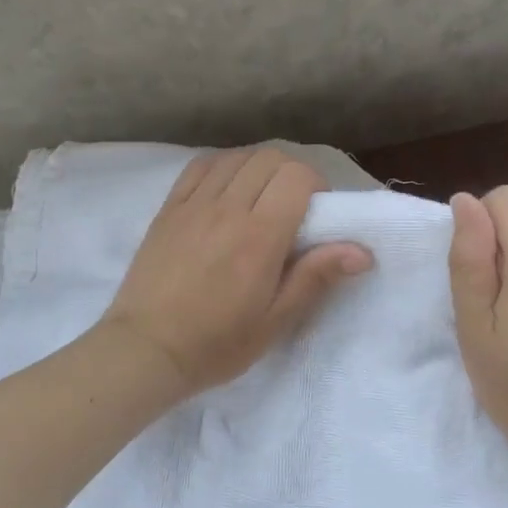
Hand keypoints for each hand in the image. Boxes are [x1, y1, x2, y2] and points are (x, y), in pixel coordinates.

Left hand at [101, 147, 373, 396]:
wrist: (145, 350)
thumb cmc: (216, 343)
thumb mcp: (275, 321)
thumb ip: (316, 277)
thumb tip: (362, 250)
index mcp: (259, 236)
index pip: (297, 176)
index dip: (315, 184)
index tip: (317, 212)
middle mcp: (228, 208)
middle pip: (269, 158)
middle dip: (291, 172)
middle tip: (293, 204)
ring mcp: (194, 204)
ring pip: (236, 157)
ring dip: (258, 167)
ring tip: (261, 196)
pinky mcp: (169, 207)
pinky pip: (201, 166)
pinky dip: (223, 165)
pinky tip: (227, 186)